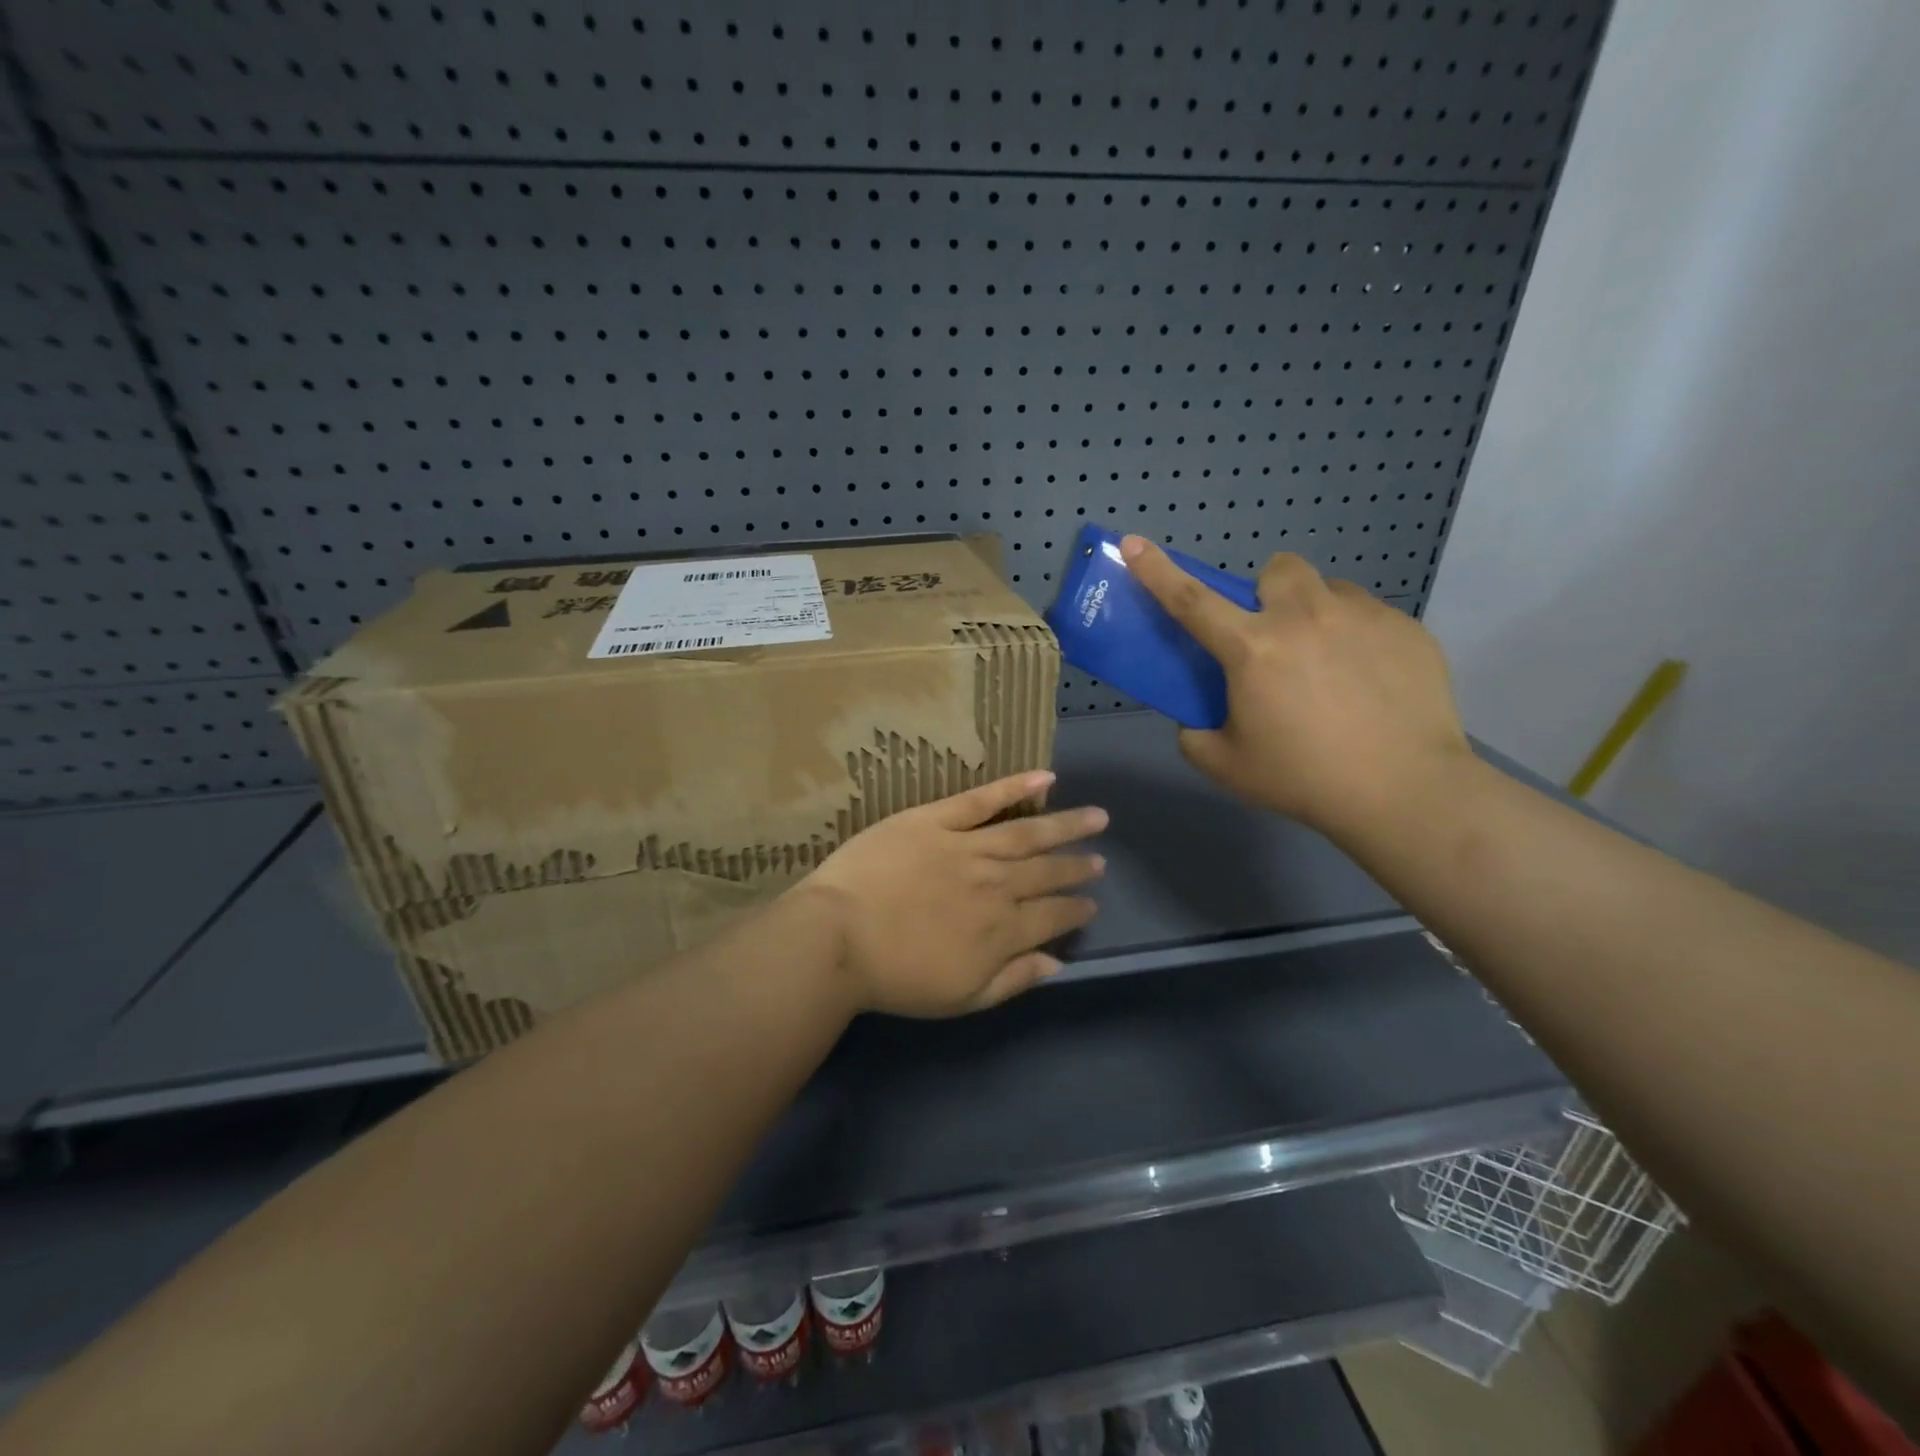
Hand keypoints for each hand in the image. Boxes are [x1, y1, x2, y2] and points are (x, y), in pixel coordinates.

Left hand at [791, 771, 1106, 1016]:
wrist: (837, 937)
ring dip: (1065, 824)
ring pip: (1027, 833)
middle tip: (1099, 859)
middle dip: (1077, 866)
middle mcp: (996, 884)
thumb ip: (1013, 979)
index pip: (1052, 915)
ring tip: (1096, 817)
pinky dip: (1015, 787)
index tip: (1091, 903)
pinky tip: (1045, 777)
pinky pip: (982, 799)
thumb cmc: (894, 977)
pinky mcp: (936, 819)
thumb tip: (1057, 963)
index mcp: (1003, 929)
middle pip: (1046, 871)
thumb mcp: (960, 999)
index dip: (1075, 909)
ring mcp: (967, 846)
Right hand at [1120, 536, 1473, 841]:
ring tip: (1327, 661)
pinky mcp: (1407, 628)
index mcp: (1252, 648)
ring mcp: (1362, 616)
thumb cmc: (1304, 778)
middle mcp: (1304, 617)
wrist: (1404, 791)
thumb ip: (1194, 734)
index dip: (1157, 570)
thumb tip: (1198, 717)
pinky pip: (1371, 615)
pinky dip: (1357, 638)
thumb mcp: (1225, 765)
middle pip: (1276, 569)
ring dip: (1315, 613)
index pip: (1191, 600)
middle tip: (1274, 637)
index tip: (1134, 542)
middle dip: (1268, 593)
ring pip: (1328, 590)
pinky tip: (1369, 682)